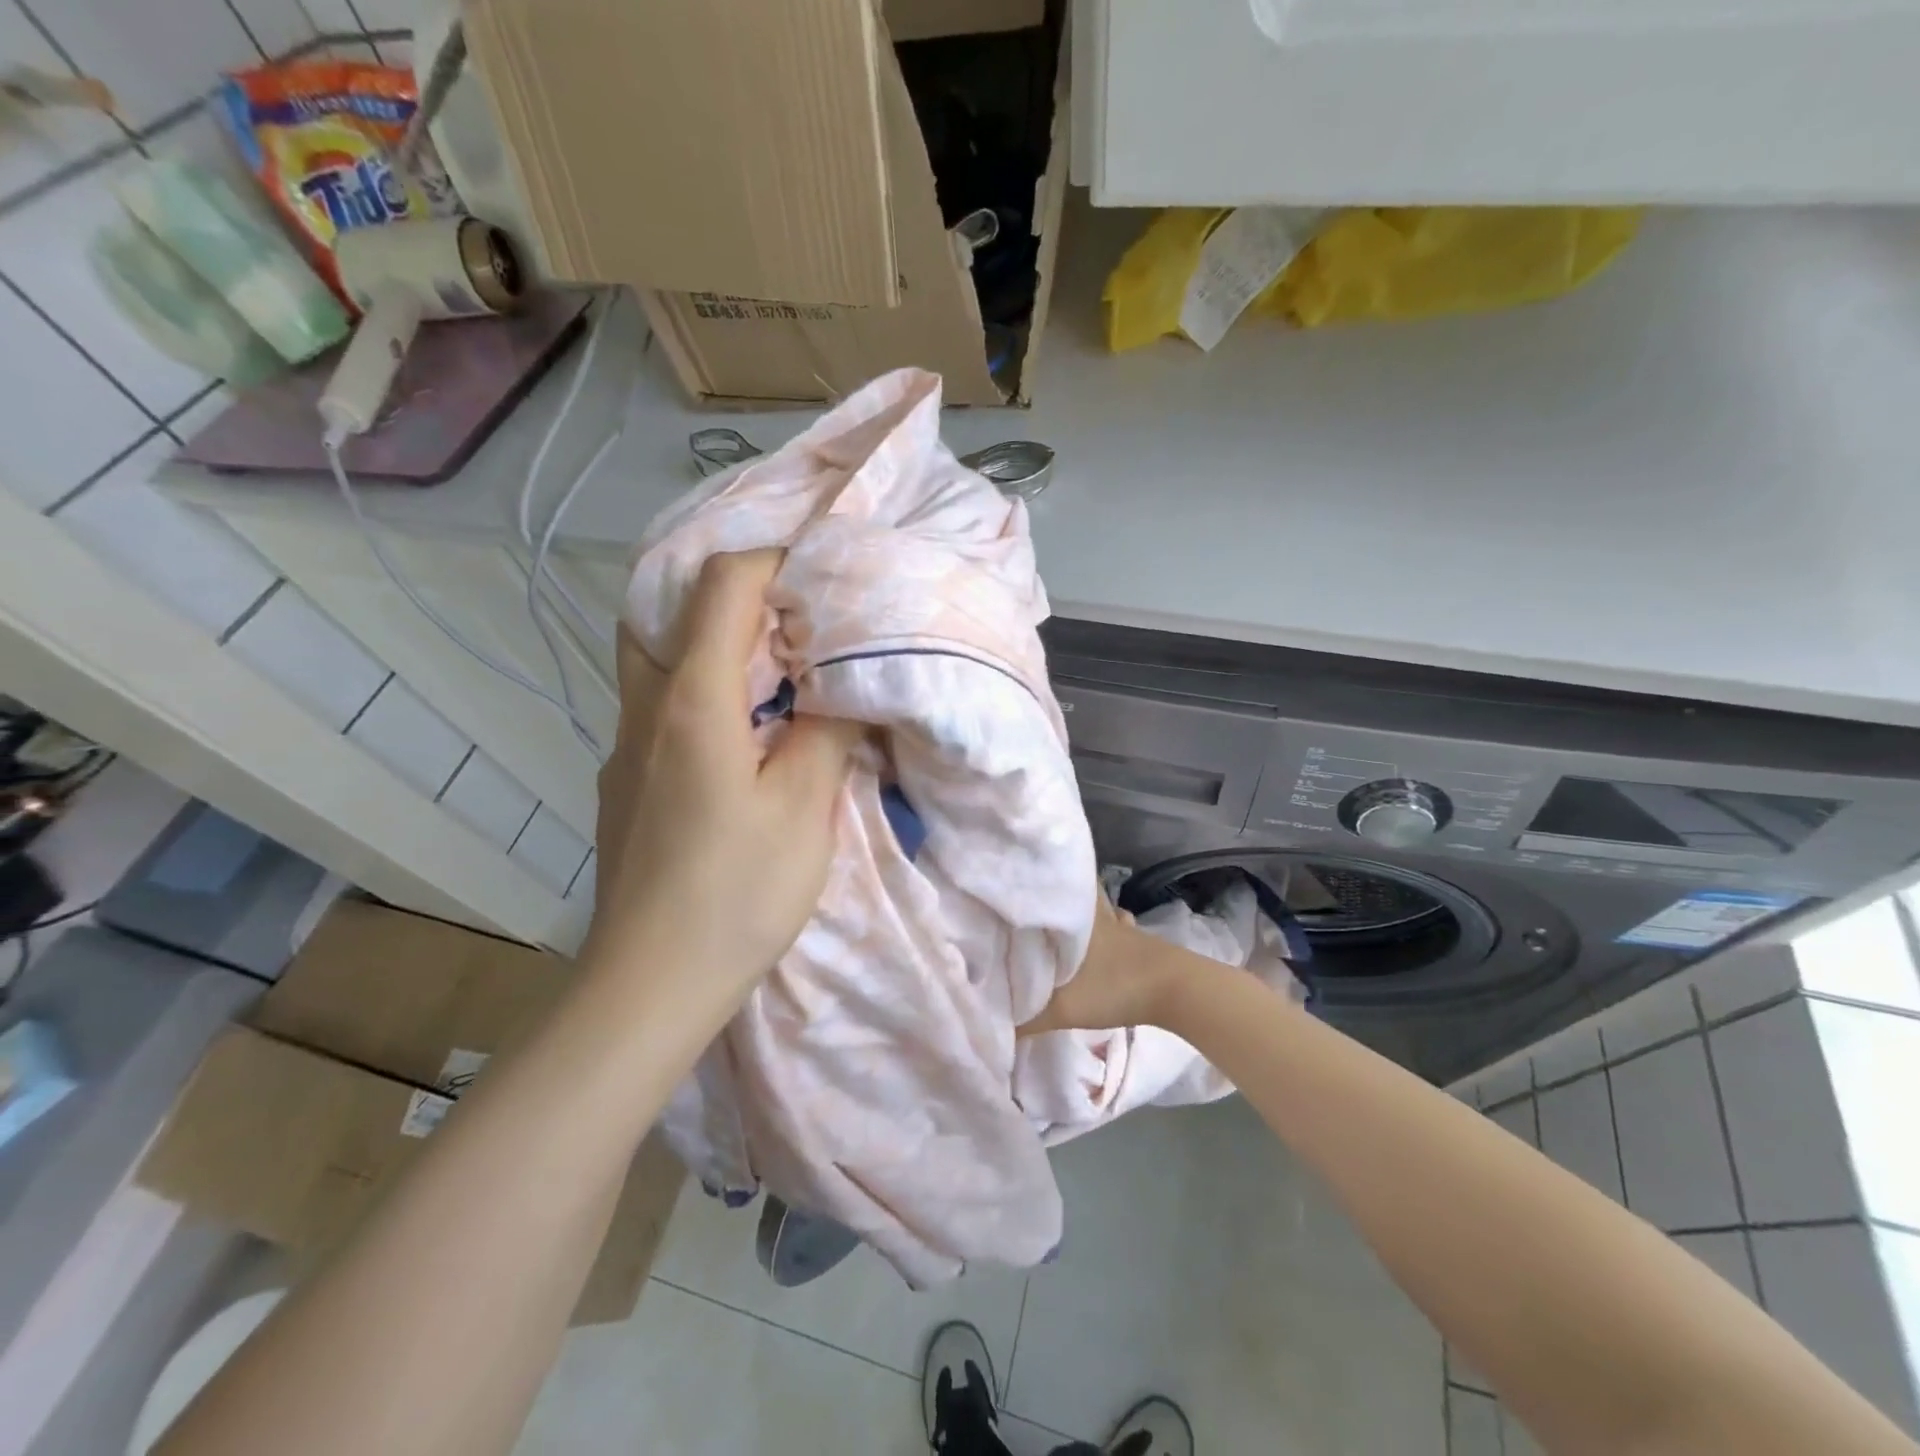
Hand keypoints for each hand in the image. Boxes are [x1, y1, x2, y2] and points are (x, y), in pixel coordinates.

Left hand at [586, 550, 861, 1007]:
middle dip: (732, 594)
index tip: (823, 573)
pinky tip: (739, 736)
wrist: (649, 983)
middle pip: (669, 609)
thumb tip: (841, 684)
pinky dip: (699, 692)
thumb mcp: (805, 807)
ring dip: (710, 643)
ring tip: (771, 667)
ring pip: (655, 659)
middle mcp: (645, 707)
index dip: (774, 559)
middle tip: (792, 616)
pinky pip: (658, 707)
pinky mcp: (624, 782)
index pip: (722, 584)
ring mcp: (625, 746)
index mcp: (694, 698)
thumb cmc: (736, 892)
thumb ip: (827, 730)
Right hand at [1020, 894, 1180, 1034]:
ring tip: (1065, 919)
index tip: (1011, 880)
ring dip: (1084, 912)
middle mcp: (1098, 915)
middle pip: (1076, 892)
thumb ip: (1025, 1020)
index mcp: (1076, 919)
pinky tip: (1105, 941)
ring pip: (1098, 909)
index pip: (1051, 885)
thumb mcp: (1063, 1009)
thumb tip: (989, 1024)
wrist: (1178, 991)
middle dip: (1060, 894)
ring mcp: (1122, 927)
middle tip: (1038, 897)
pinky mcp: (1140, 942)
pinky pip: (1116, 927)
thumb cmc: (1116, 987)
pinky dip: (1110, 928)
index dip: (1033, 881)